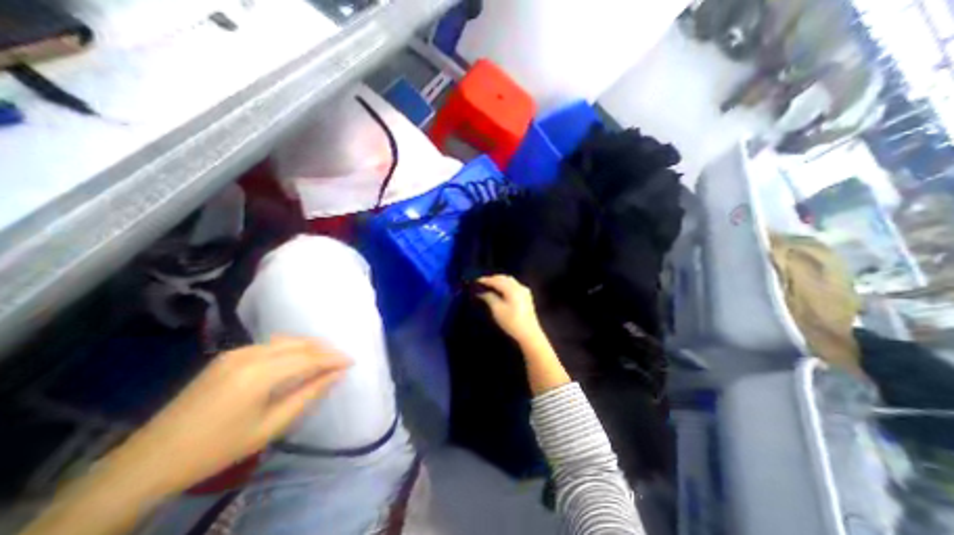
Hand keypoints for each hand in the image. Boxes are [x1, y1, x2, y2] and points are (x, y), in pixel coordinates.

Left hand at [106, 338, 351, 497]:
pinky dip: (290, 348)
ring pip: (285, 340)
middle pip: (299, 344)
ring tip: (323, 359)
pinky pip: (269, 345)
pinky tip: (295, 359)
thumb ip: (308, 395)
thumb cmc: (217, 449)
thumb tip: (336, 374)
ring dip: (308, 347)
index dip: (334, 358)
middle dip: (324, 349)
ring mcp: (236, 353)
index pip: (309, 357)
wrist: (148, 461)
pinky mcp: (227, 356)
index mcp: (260, 374)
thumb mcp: (270, 426)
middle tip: (340, 360)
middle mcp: (250, 355)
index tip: (352, 361)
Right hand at [478, 276, 543, 346]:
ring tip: (490, 286)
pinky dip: (505, 285)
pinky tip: (501, 290)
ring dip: (499, 281)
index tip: (476, 281)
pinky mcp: (527, 297)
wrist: (529, 334)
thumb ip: (489, 297)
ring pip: (510, 281)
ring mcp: (524, 291)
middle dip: (493, 279)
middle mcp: (519, 287)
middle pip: (504, 278)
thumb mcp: (497, 310)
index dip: (486, 280)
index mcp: (512, 289)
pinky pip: (514, 285)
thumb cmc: (511, 322)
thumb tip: (482, 292)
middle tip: (482, 283)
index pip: (497, 280)